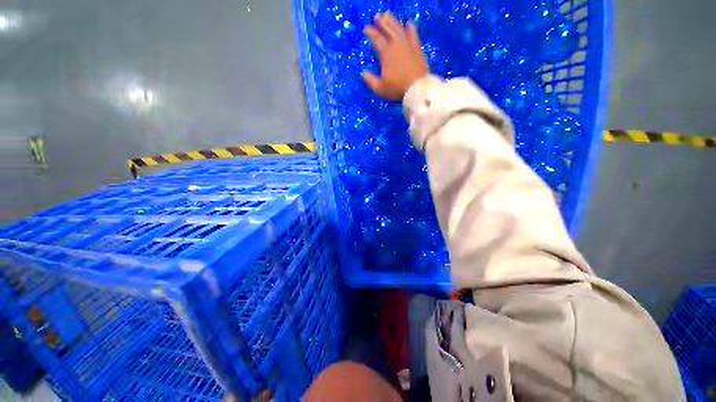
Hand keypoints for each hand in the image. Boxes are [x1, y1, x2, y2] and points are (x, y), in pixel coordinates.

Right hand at [363, 12, 429, 100]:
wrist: (417, 89)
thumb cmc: (397, 89)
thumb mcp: (380, 88)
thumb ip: (370, 80)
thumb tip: (363, 72)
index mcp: (386, 54)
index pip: (377, 39)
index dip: (371, 33)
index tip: (366, 29)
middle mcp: (396, 46)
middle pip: (388, 29)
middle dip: (381, 22)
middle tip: (377, 16)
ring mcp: (408, 46)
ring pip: (399, 29)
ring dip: (393, 21)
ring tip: (388, 15)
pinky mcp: (417, 49)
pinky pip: (414, 35)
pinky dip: (411, 28)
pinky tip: (409, 23)